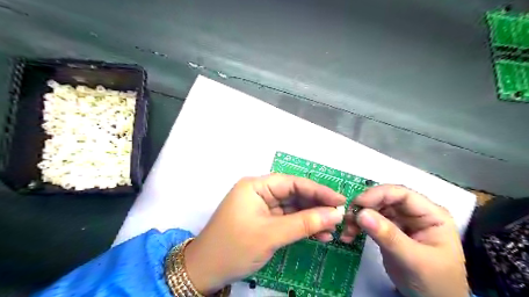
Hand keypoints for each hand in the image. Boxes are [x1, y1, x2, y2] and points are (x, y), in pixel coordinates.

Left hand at [183, 174, 347, 294]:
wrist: (205, 271)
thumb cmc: (234, 247)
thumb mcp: (271, 235)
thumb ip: (304, 223)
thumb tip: (335, 214)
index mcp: (256, 186)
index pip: (292, 182)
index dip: (318, 190)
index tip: (340, 199)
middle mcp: (260, 192)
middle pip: (294, 194)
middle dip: (316, 205)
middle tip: (339, 216)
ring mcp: (262, 207)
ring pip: (293, 208)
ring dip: (312, 218)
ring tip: (332, 228)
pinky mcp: (264, 221)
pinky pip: (287, 219)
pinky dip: (302, 226)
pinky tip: (319, 234)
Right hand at [341, 184, 468, 296]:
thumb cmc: (434, 283)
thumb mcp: (413, 260)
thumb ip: (389, 236)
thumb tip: (361, 213)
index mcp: (430, 214)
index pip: (401, 194)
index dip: (378, 194)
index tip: (357, 204)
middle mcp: (414, 213)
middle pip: (384, 199)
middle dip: (364, 207)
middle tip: (347, 220)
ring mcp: (401, 221)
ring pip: (374, 209)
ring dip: (357, 217)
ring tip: (346, 231)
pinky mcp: (389, 230)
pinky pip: (370, 221)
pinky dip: (358, 226)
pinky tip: (349, 236)